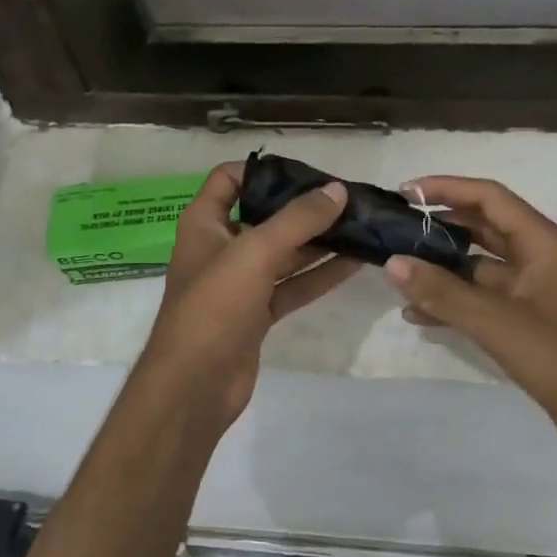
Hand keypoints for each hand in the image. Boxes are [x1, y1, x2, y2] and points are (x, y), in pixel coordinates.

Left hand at [136, 162, 361, 433]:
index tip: (307, 172)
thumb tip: (337, 191)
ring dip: (319, 242)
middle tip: (349, 200)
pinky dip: (319, 275)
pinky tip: (355, 263)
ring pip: (284, 254)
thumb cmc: (214, 307)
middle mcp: (221, 248)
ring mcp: (240, 284)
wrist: (194, 386)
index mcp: (204, 224)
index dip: (263, 170)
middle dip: (303, 208)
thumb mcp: (254, 253)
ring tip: (362, 226)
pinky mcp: (257, 314)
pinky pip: (292, 286)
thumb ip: (297, 220)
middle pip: (264, 216)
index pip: (229, 179)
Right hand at [381, 176, 556, 454]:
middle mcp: (538, 258)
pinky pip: (482, 300)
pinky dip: (453, 303)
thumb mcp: (497, 322)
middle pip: (482, 228)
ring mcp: (533, 291)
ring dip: (441, 268)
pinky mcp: (528, 322)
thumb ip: (443, 292)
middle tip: (395, 229)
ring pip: (478, 267)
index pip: (489, 198)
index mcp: (542, 243)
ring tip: (398, 273)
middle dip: (439, 226)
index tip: (405, 192)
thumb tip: (393, 262)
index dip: (446, 188)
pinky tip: (417, 315)